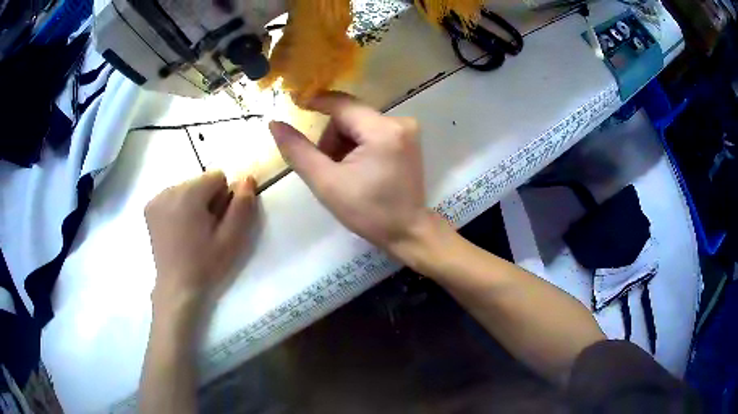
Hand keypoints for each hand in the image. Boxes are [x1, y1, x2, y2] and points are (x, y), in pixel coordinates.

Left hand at [145, 171, 257, 315]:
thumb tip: (248, 179)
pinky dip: (179, 207)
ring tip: (192, 232)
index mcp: (188, 194)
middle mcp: (169, 189)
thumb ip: (242, 207)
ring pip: (187, 188)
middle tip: (205, 229)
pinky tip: (178, 230)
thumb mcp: (232, 239)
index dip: (223, 199)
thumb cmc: (206, 264)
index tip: (217, 222)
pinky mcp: (150, 208)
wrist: (177, 287)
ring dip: (193, 203)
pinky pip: (172, 196)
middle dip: (207, 200)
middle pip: (200, 181)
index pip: (217, 176)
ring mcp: (156, 198)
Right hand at [269, 92, 438, 259]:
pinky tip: (358, 168)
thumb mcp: (326, 183)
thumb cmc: (368, 212)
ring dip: (343, 143)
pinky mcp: (408, 139)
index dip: (315, 102)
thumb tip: (275, 124)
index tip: (294, 105)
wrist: (407, 232)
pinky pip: (372, 131)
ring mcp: (407, 130)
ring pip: (359, 123)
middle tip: (326, 167)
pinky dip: (358, 145)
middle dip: (332, 138)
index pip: (341, 104)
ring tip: (343, 172)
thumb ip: (298, 151)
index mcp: (382, 130)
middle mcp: (399, 122)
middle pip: (349, 115)